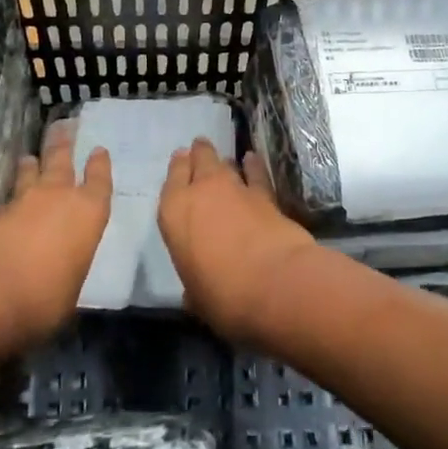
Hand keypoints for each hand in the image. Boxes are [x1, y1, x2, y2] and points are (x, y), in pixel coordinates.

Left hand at [0, 120, 111, 356]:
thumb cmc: (41, 298)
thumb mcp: (69, 294)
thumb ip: (69, 271)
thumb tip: (61, 271)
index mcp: (87, 215)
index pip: (99, 183)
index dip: (100, 167)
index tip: (99, 151)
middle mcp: (57, 198)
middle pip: (61, 161)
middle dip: (64, 143)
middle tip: (64, 126)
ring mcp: (22, 202)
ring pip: (31, 173)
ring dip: (33, 163)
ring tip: (30, 156)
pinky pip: (9, 196)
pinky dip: (13, 193)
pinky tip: (11, 200)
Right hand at [159, 139, 316, 343]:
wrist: (275, 285)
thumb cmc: (224, 297)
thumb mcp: (197, 298)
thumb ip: (193, 287)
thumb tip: (195, 294)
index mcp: (174, 214)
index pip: (172, 180)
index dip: (178, 169)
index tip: (181, 160)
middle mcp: (201, 192)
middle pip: (198, 161)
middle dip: (199, 155)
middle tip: (199, 150)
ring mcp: (234, 189)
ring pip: (224, 162)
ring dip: (223, 161)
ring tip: (223, 159)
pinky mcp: (265, 195)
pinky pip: (255, 173)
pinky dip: (253, 166)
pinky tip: (252, 159)